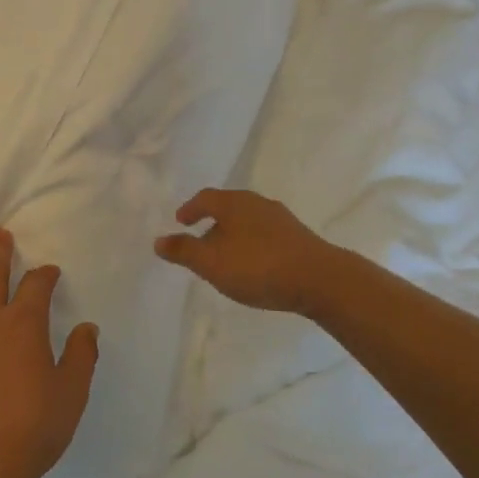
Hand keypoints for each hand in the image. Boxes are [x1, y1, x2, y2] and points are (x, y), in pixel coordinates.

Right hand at [153, 188, 333, 314]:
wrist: (320, 279)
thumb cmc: (258, 267)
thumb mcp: (212, 263)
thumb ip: (184, 251)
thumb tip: (158, 240)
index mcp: (234, 203)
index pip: (205, 198)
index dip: (191, 209)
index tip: (181, 221)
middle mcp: (258, 203)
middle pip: (228, 207)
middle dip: (212, 223)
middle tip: (201, 241)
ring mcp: (281, 219)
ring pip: (248, 221)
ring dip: (233, 234)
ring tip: (226, 256)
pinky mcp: (298, 237)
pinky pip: (265, 234)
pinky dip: (252, 244)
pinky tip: (254, 264)